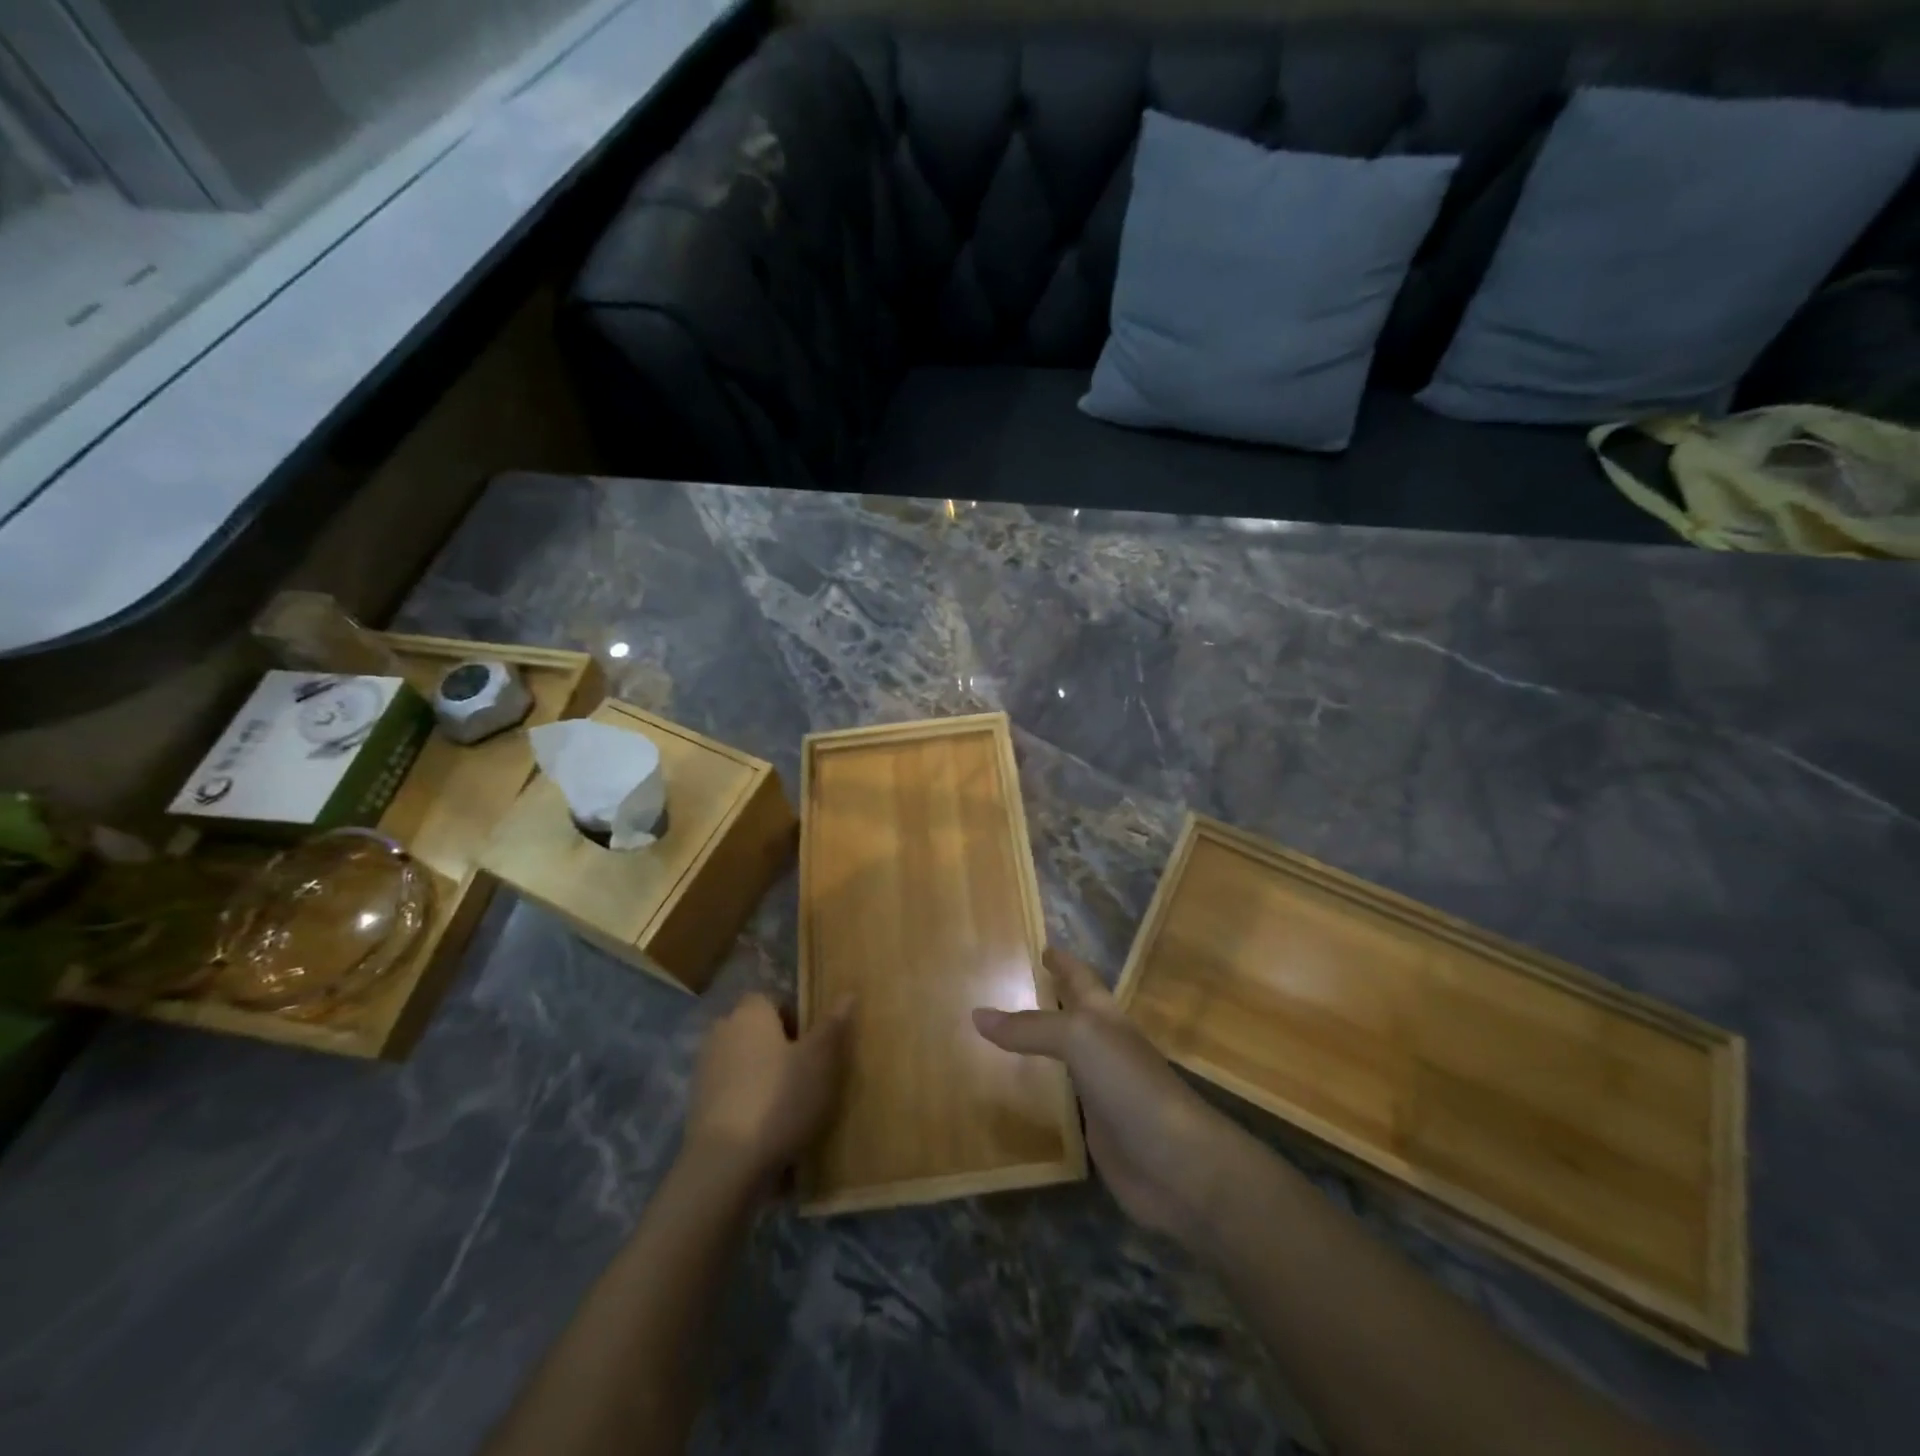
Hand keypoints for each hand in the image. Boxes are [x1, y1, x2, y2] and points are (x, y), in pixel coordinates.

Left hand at [684, 992, 852, 1192]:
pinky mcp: (697, 1107)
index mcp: (750, 1013)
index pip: (772, 999)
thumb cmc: (779, 1099)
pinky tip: (767, 1129)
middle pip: (756, 1031)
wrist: (724, 1165)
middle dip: (778, 1047)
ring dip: (762, 1076)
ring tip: (790, 1105)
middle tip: (806, 1073)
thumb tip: (848, 993)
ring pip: (743, 1062)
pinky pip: (731, 1093)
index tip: (814, 1044)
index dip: (795, 1017)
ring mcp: (705, 1070)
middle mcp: (722, 1032)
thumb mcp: (820, 1060)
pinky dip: (748, 1103)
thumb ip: (833, 1025)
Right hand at [973, 949, 1231, 1240]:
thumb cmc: (1130, 1085)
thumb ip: (1030, 1027)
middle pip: (1073, 1013)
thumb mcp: (1079, 1039)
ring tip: (1003, 1033)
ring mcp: (1102, 1088)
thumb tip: (977, 1014)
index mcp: (1104, 1016)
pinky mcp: (1097, 1128)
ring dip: (1041, 1043)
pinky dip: (1042, 1088)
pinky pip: (1062, 1098)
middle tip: (1012, 984)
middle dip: (1050, 996)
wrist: (1177, 1164)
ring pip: (1066, 1055)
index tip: (1042, 946)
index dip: (1063, 961)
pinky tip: (1021, 1090)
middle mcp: (1104, 1046)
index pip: (1080, 978)